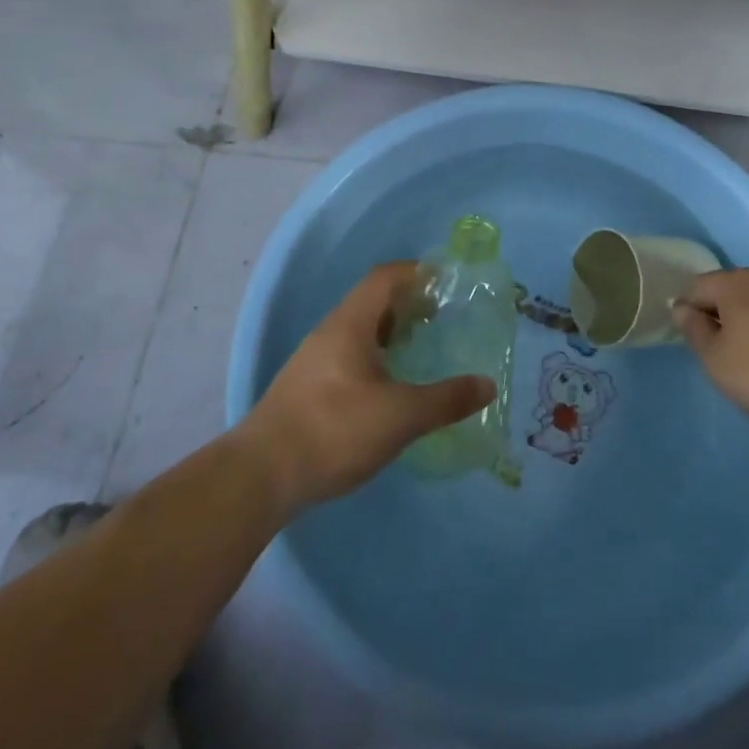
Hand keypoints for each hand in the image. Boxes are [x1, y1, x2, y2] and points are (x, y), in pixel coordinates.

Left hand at [241, 263, 495, 511]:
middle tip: (440, 318)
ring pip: (359, 330)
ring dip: (390, 332)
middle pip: (372, 301)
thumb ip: (446, 400)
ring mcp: (314, 360)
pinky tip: (389, 387)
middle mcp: (330, 332)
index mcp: (350, 324)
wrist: (260, 476)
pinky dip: (375, 356)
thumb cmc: (333, 431)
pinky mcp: (308, 388)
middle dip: (407, 304)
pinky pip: (349, 355)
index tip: (446, 282)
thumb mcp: (400, 416)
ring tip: (419, 350)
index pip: (384, 277)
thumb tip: (487, 385)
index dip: (416, 272)